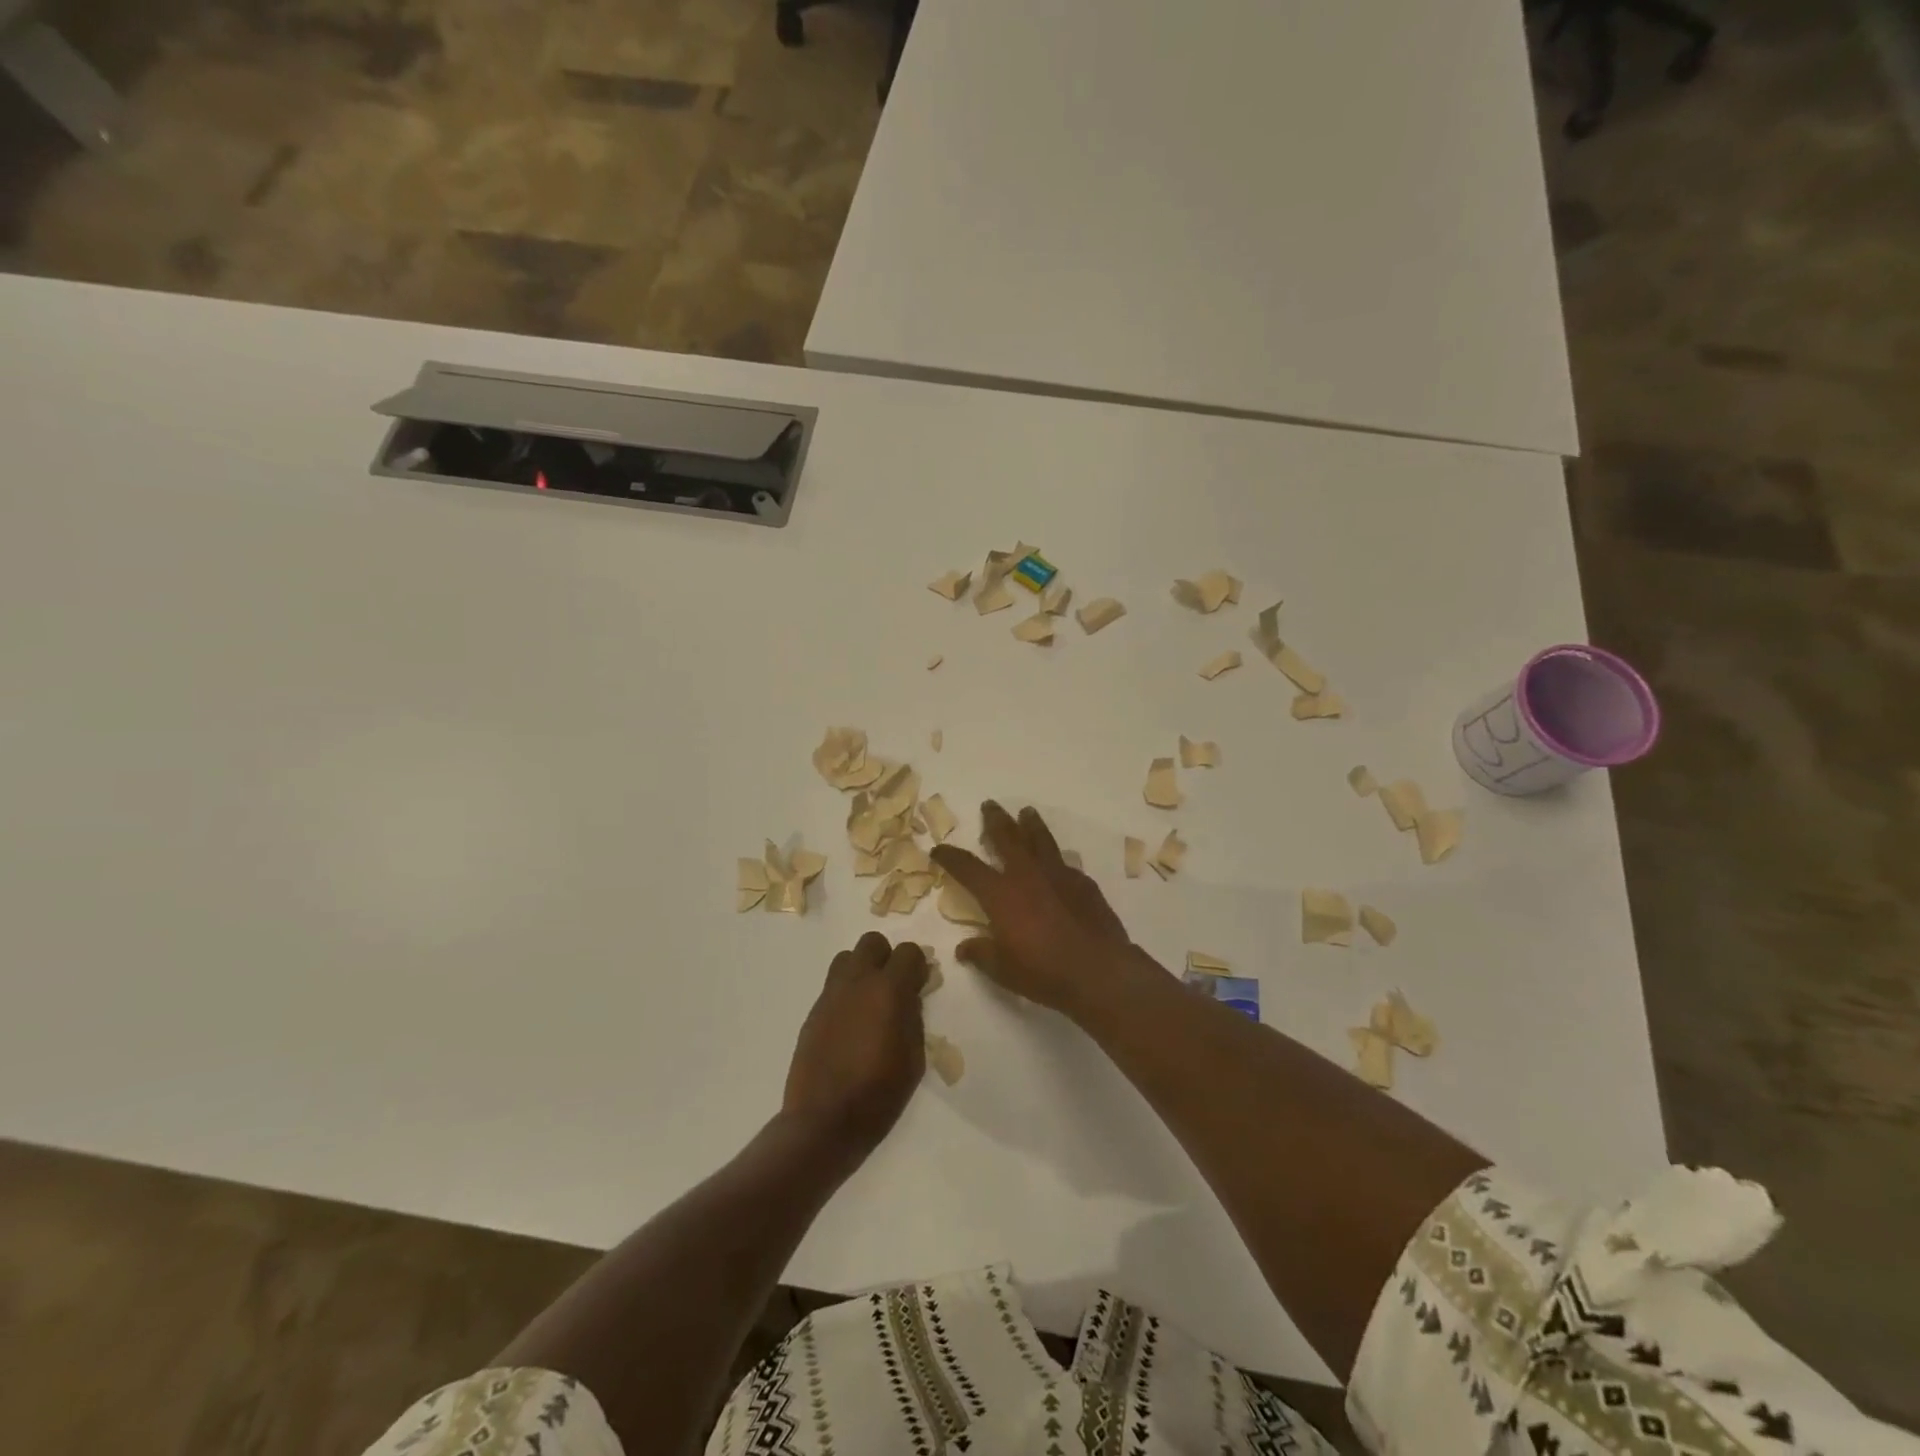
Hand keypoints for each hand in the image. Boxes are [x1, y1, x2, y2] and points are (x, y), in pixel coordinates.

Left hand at [783, 932, 929, 1156]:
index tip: (920, 985)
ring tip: (869, 1002)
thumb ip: (914, 1017)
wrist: (823, 1121)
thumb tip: (910, 997)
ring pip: (847, 958)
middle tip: (894, 988)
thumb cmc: (879, 1094)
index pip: (908, 951)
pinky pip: (833, 986)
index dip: (917, 966)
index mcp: (888, 990)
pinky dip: (846, 994)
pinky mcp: (813, 1012)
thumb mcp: (914, 1058)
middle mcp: (857, 982)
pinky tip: (851, 1025)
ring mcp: (831, 995)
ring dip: (862, 970)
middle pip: (872, 943)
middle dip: (887, 958)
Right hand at [930, 802, 1134, 1017]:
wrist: (1099, 970)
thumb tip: (964, 949)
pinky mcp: (1083, 882)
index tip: (939, 849)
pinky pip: (1065, 861)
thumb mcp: (1002, 970)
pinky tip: (1058, 860)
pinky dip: (1056, 857)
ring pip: (1040, 839)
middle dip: (995, 820)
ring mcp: (1058, 874)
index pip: (967, 867)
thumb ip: (981, 954)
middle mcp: (1027, 874)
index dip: (950, 857)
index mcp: (1000, 894)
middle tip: (989, 805)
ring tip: (1026, 812)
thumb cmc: (1043, 972)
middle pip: (1007, 837)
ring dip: (1030, 824)